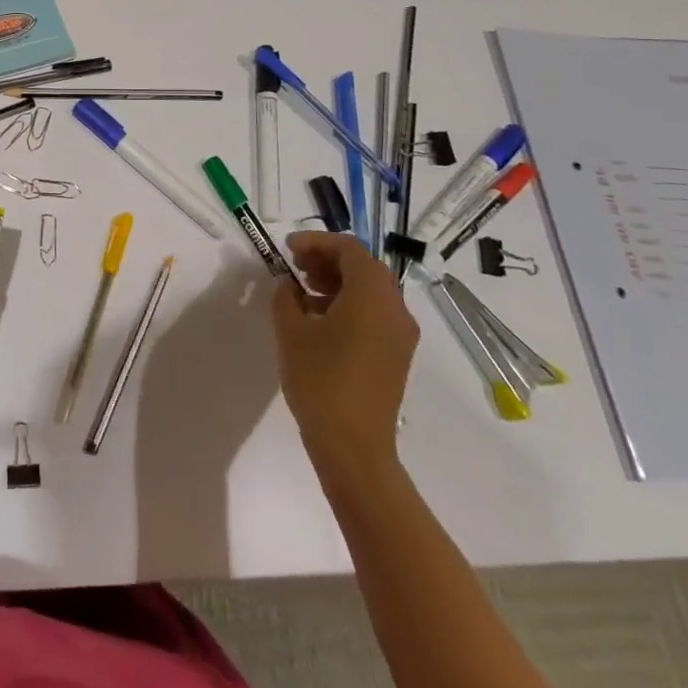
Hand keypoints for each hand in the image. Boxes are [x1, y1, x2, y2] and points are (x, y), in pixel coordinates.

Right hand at [274, 232, 418, 479]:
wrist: (354, 445)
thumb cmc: (320, 380)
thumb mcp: (291, 331)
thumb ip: (286, 297)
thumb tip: (288, 285)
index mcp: (372, 294)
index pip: (349, 248)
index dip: (316, 242)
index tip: (288, 250)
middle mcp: (395, 307)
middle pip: (364, 266)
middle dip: (328, 260)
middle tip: (296, 268)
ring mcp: (401, 333)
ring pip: (372, 290)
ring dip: (339, 282)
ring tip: (304, 294)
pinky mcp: (397, 355)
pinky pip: (376, 313)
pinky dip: (350, 304)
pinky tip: (321, 322)